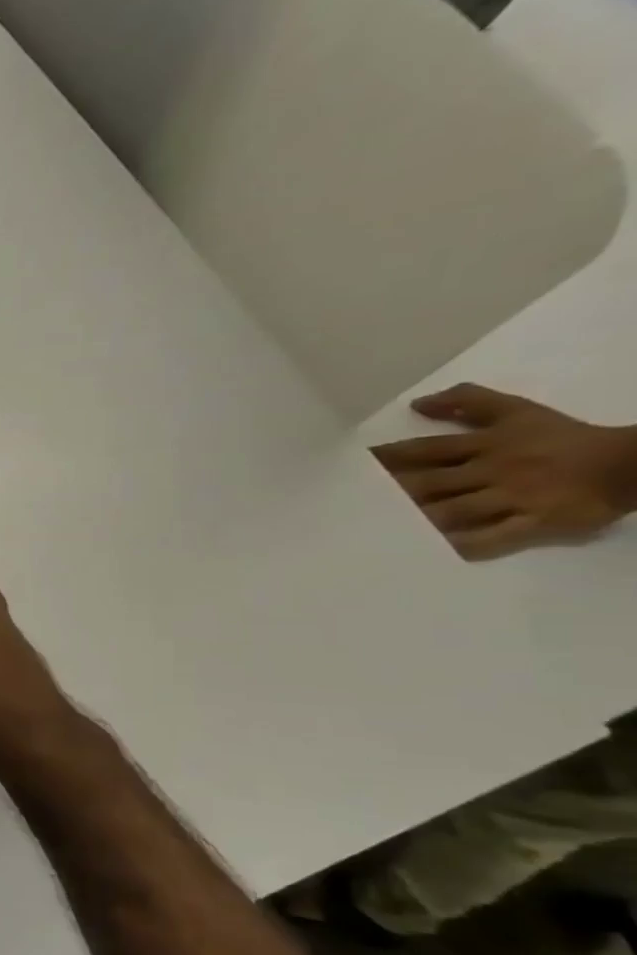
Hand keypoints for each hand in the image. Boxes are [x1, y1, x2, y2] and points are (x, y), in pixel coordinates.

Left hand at [373, 384, 636, 558]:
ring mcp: (514, 497)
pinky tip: (432, 552)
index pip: (423, 451)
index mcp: (486, 445)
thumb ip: (469, 403)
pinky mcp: (537, 522)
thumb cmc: (563, 439)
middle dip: (389, 494)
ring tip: (375, 529)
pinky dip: (464, 544)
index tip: (346, 471)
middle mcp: (492, 470)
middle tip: (347, 505)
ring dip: (415, 519)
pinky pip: (495, 537)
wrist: (633, 463)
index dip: (384, 460)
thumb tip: (417, 403)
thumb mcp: (517, 412)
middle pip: (429, 483)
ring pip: (453, 510)